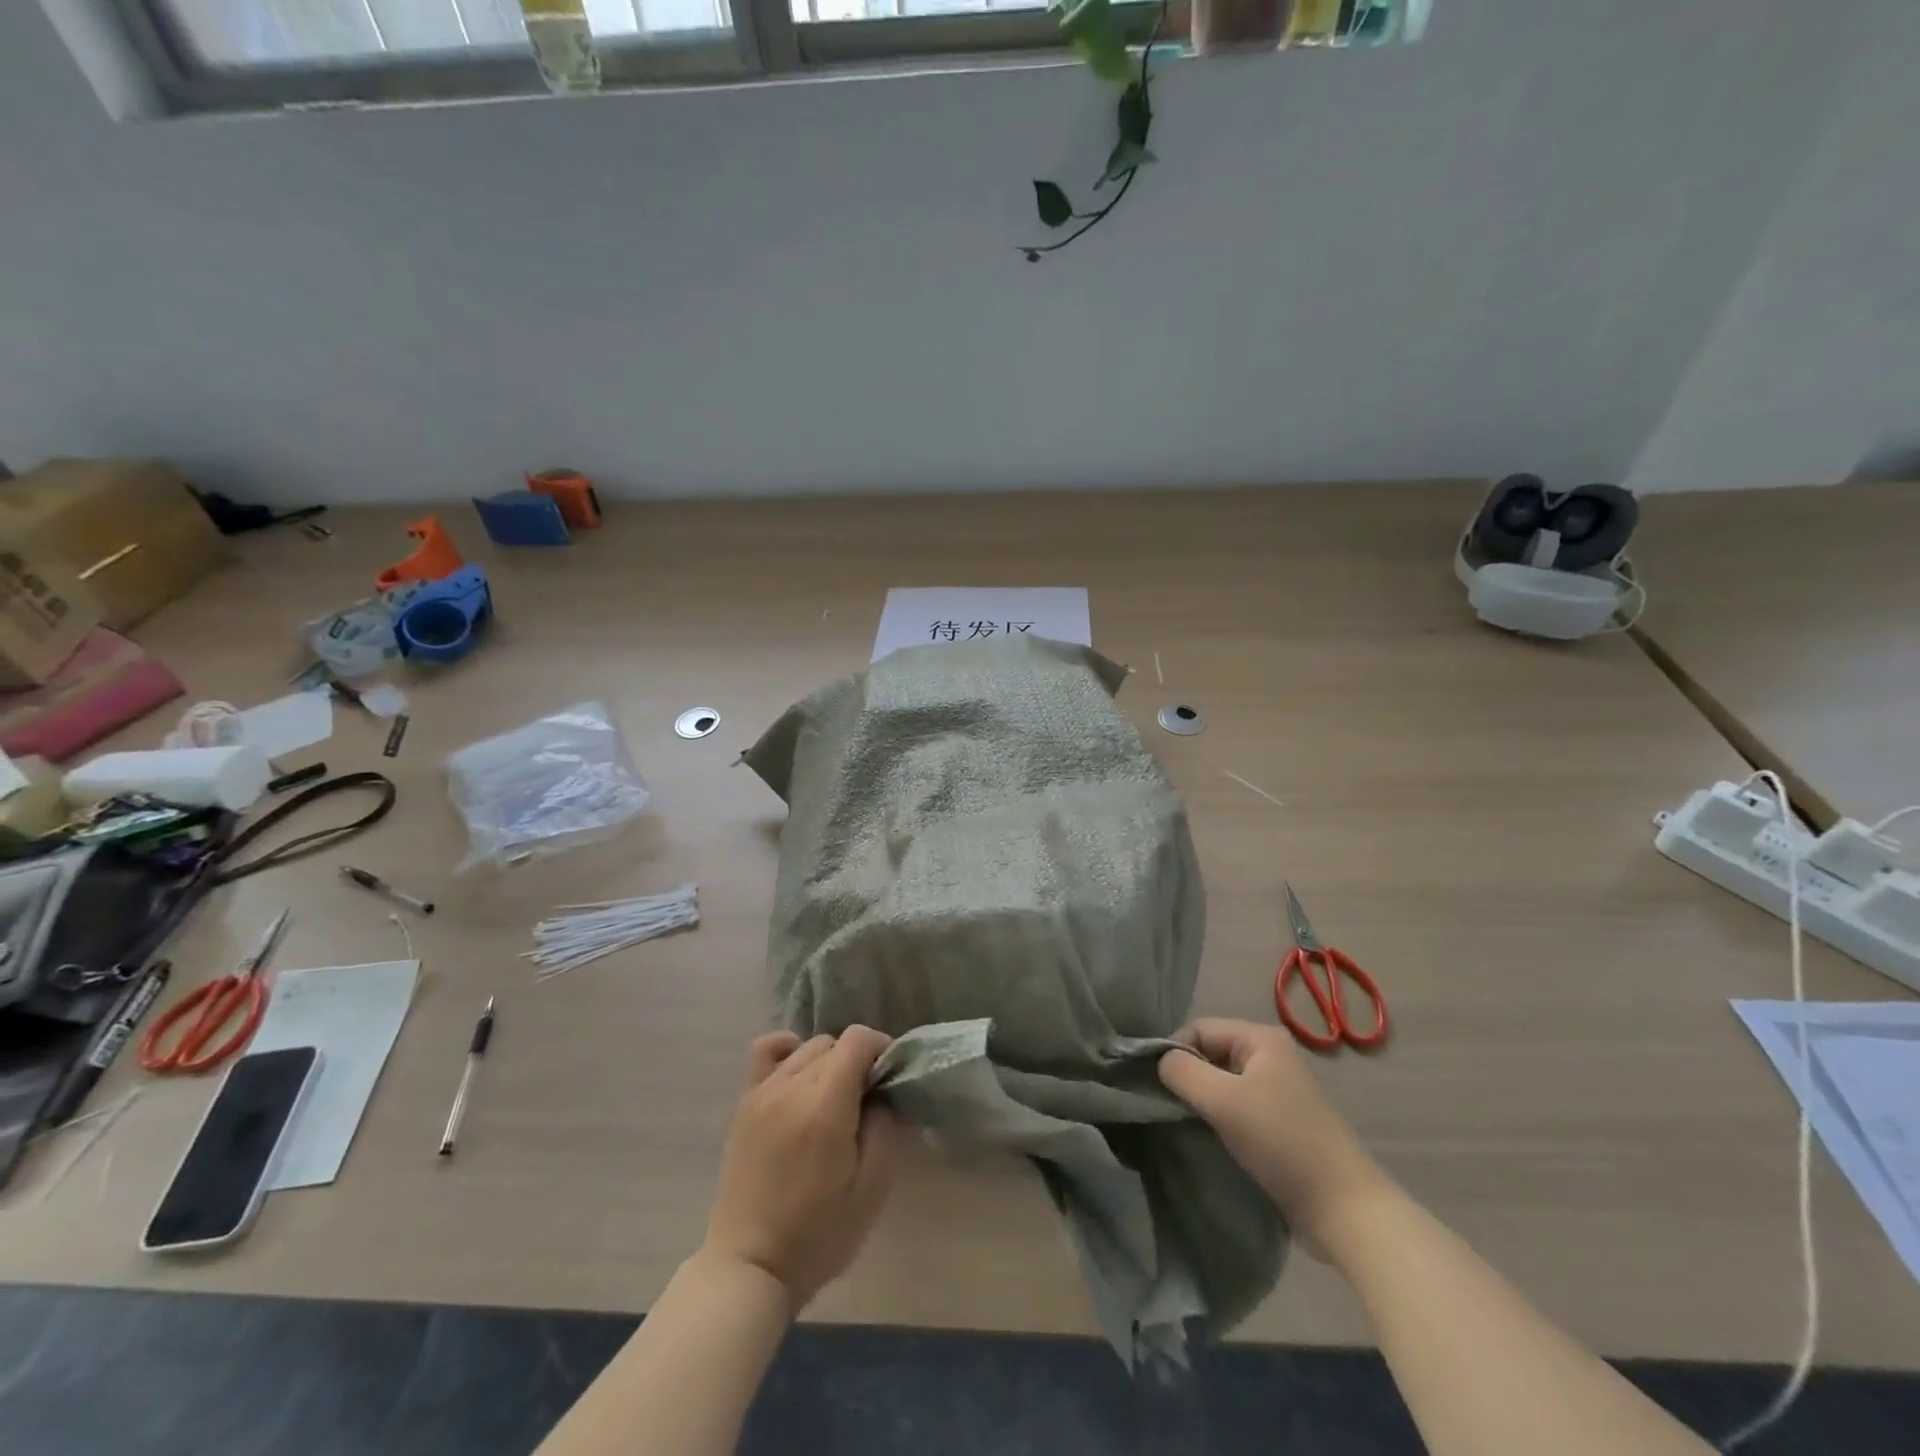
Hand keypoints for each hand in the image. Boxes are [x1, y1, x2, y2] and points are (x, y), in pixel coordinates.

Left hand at [702, 1027, 901, 1311]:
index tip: (890, 1079)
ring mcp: (763, 1091)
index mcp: (825, 1106)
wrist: (750, 1266)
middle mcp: (791, 1086)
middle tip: (867, 1102)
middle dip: (858, 1061)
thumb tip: (887, 1089)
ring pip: (807, 1048)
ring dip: (829, 1062)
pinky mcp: (745, 1103)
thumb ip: (887, 1127)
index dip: (882, 1049)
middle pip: (834, 1043)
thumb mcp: (872, 1189)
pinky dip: (788, 1050)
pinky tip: (800, 1075)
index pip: (858, 1040)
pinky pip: (766, 1051)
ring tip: (835, 1100)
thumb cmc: (819, 1234)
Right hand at [1158, 1018, 1389, 1249]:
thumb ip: (1182, 1072)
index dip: (1174, 1052)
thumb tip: (1160, 1060)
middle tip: (1171, 1107)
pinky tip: (1212, 1136)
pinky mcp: (1280, 1121)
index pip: (1199, 1028)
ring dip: (1202, 1100)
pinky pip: (1236, 1105)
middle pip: (1210, 1052)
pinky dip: (1219, 1117)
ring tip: (1189, 1123)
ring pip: (1221, 1081)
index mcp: (1261, 1038)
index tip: (1158, 1086)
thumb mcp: (1223, 1101)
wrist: (1342, 1209)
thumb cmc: (1281, 1142)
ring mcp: (1278, 1089)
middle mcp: (1271, 1055)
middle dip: (1188, 1076)